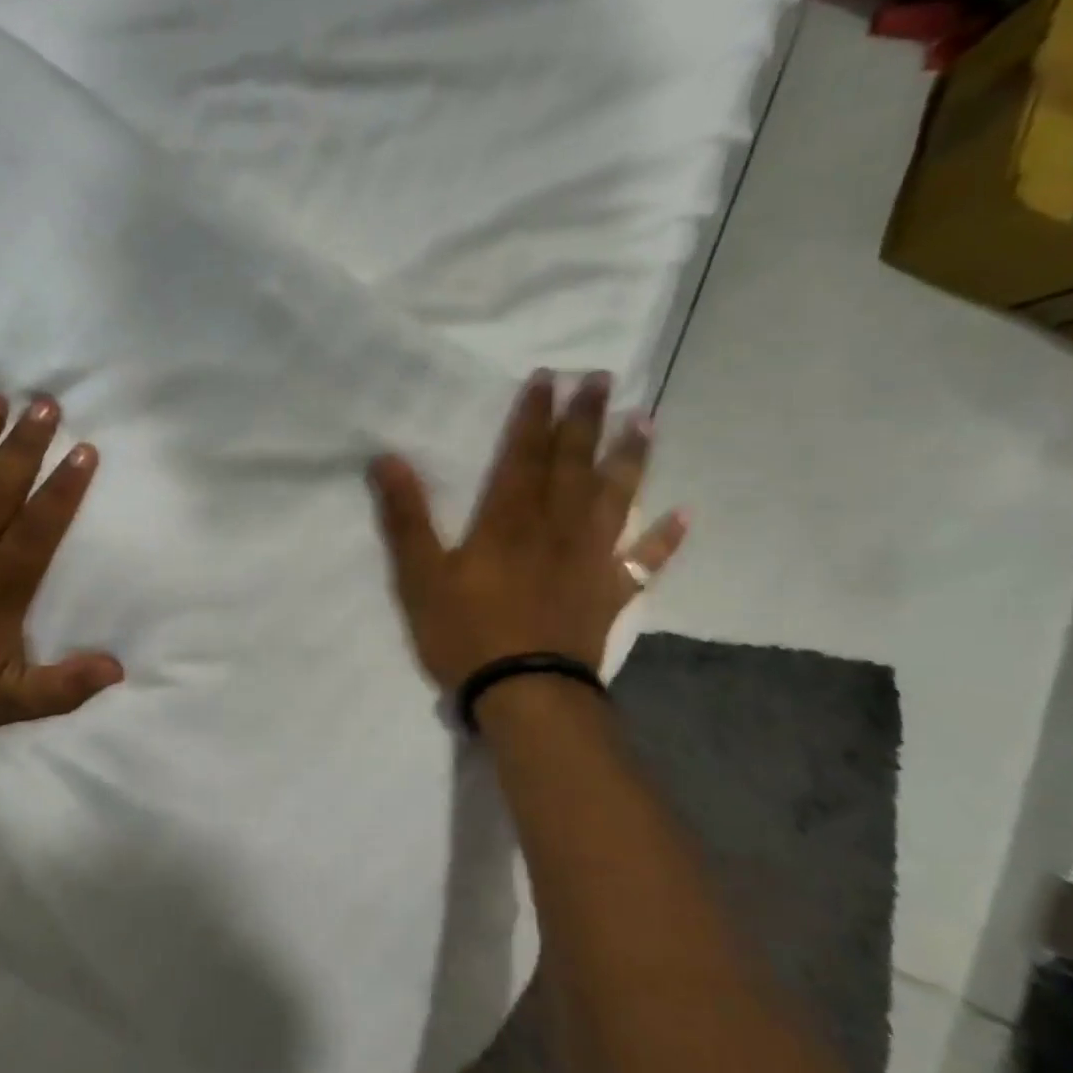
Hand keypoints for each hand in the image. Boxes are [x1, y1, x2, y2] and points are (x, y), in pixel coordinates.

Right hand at [367, 370, 687, 691]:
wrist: (525, 694)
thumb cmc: (467, 633)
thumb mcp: (421, 576)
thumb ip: (406, 517)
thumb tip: (387, 458)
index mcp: (510, 520)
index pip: (524, 454)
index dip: (534, 415)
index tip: (550, 377)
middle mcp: (557, 527)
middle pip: (574, 464)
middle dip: (585, 420)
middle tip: (603, 379)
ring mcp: (589, 559)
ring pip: (615, 499)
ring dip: (630, 460)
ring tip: (646, 422)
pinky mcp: (608, 593)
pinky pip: (643, 562)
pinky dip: (666, 540)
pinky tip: (685, 516)